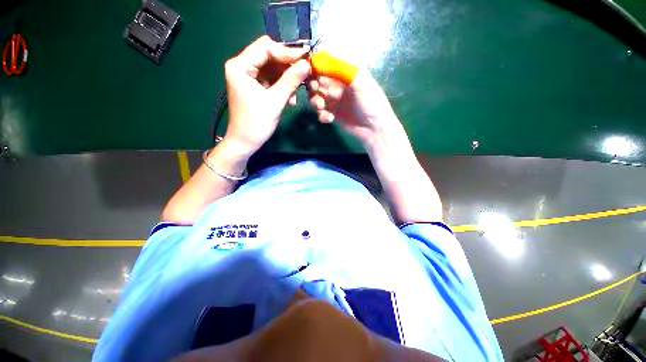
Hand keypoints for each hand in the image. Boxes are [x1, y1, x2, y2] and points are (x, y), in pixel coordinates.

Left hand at [223, 36, 311, 154]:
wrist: (245, 142)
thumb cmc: (256, 123)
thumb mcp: (275, 101)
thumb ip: (290, 81)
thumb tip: (307, 64)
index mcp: (240, 66)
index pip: (265, 47)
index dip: (287, 52)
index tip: (306, 58)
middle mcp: (242, 67)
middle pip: (269, 56)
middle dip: (288, 65)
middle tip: (305, 73)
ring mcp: (248, 77)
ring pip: (272, 69)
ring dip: (287, 78)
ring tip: (298, 91)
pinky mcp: (255, 87)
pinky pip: (271, 80)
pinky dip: (282, 87)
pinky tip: (291, 99)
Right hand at [308, 70, 401, 147]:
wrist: (373, 127)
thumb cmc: (370, 101)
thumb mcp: (359, 80)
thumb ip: (340, 67)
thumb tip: (319, 55)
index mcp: (345, 74)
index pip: (326, 65)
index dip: (316, 66)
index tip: (310, 71)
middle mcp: (338, 86)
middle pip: (318, 81)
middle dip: (313, 85)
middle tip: (314, 89)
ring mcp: (335, 101)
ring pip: (317, 97)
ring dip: (315, 101)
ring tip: (321, 106)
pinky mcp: (333, 115)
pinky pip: (321, 113)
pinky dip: (322, 115)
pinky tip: (330, 118)